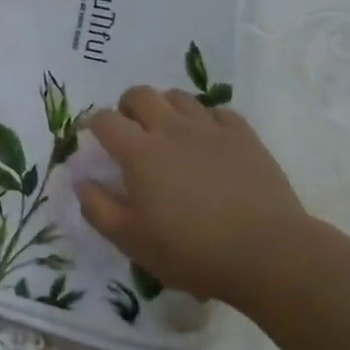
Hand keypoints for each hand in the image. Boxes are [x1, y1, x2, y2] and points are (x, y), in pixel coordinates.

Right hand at [76, 88, 309, 305]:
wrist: (269, 254)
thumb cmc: (193, 251)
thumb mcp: (133, 241)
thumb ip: (99, 209)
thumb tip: (80, 180)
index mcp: (139, 153)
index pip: (104, 120)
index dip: (93, 124)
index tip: (93, 137)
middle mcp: (170, 129)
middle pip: (140, 94)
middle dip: (128, 106)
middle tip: (131, 130)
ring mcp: (209, 128)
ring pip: (178, 97)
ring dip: (166, 107)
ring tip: (169, 131)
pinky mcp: (243, 135)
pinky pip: (217, 112)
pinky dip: (205, 120)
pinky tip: (208, 140)